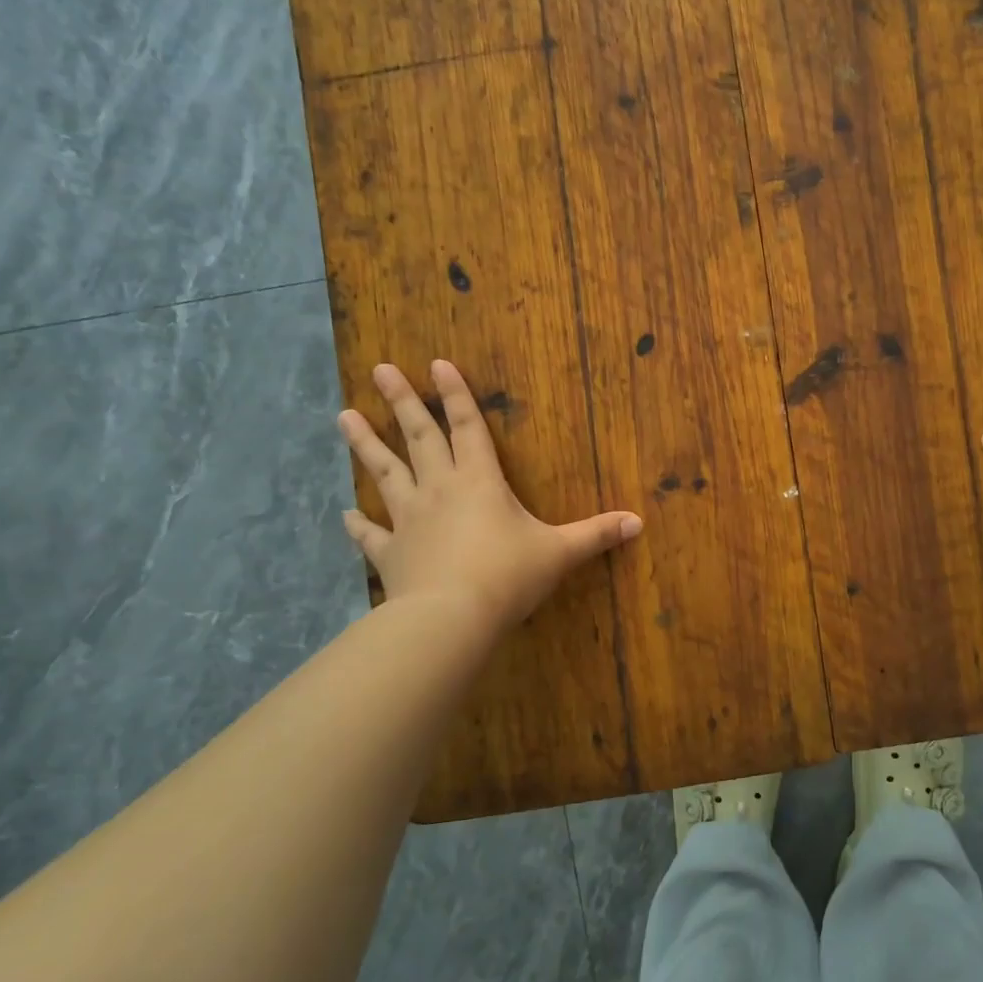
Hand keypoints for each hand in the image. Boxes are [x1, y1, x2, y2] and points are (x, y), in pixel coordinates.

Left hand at [337, 360, 642, 628]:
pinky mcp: (391, 553)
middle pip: (418, 437)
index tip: (436, 363)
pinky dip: (357, 525)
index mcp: (480, 481)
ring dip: (365, 444)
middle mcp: (439, 489)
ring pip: (384, 473)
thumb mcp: (561, 552)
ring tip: (343, 416)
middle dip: (402, 402)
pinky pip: (371, 534)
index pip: (467, 427)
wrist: (452, 617)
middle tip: (380, 369)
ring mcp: (409, 519)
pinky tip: (344, 515)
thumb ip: (597, 534)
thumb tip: (639, 522)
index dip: (456, 394)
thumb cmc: (509, 576)